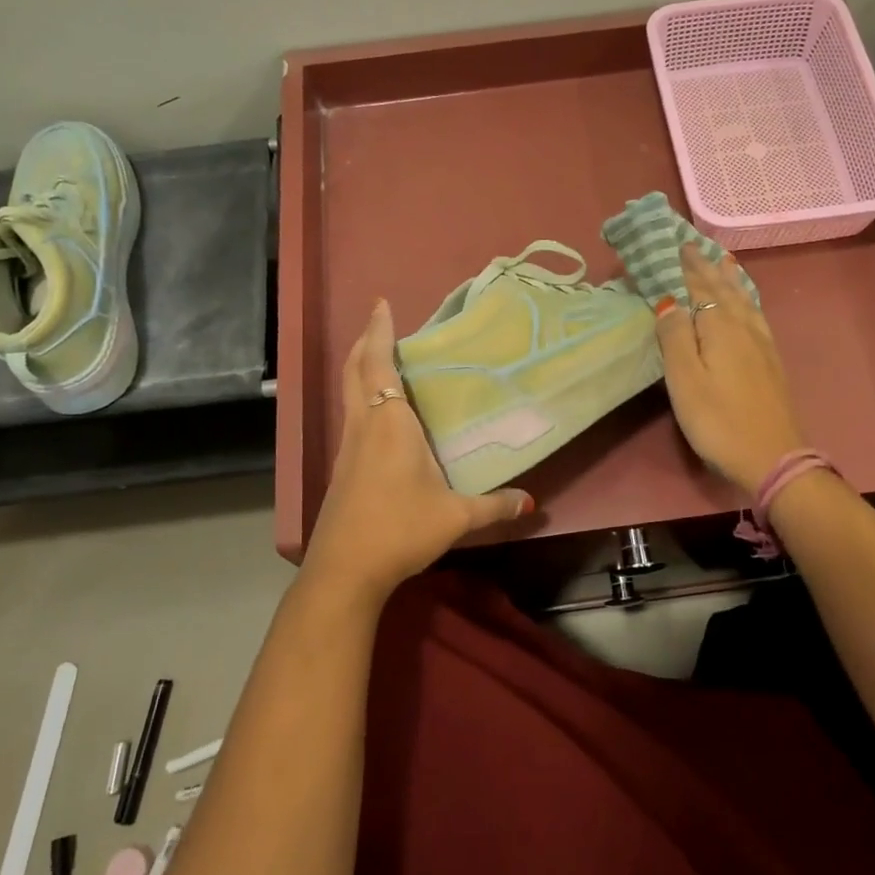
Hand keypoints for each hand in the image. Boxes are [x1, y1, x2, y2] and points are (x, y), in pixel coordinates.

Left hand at [299, 298, 532, 599]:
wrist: (345, 570)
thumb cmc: (400, 529)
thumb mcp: (456, 517)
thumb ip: (495, 506)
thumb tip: (532, 503)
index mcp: (390, 424)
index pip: (379, 365)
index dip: (379, 332)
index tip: (381, 304)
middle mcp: (364, 426)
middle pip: (354, 371)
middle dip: (364, 341)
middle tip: (379, 321)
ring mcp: (348, 447)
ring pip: (348, 392)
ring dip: (360, 368)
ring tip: (380, 357)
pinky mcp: (342, 468)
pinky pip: (351, 416)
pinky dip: (361, 396)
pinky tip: (379, 413)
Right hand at [655, 245, 808, 495]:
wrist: (772, 456)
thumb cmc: (719, 421)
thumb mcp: (685, 381)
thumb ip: (675, 337)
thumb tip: (667, 300)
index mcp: (720, 327)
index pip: (699, 287)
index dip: (685, 266)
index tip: (673, 243)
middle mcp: (743, 327)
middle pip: (723, 289)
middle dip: (706, 266)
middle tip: (692, 245)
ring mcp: (762, 343)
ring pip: (743, 299)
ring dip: (729, 278)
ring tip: (722, 261)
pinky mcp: (770, 360)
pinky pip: (755, 314)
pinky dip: (746, 298)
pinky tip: (746, 303)